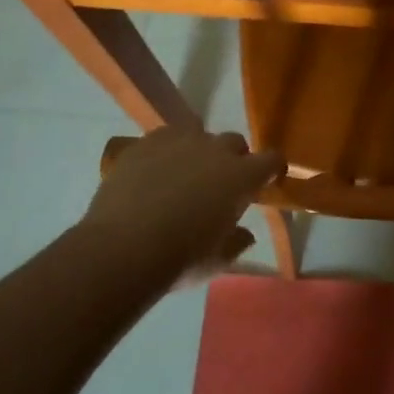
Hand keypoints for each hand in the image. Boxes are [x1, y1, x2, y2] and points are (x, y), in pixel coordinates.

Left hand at [81, 127, 284, 287]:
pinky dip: (165, 151)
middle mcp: (215, 150)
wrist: (122, 248)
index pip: (271, 160)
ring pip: (198, 133)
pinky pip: (163, 138)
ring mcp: (178, 141)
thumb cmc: (180, 258)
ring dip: (198, 149)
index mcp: (241, 177)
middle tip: (220, 184)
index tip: (267, 180)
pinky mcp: (145, 143)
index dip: (271, 169)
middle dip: (233, 159)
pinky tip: (153, 171)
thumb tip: (245, 234)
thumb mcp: (218, 261)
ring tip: (184, 173)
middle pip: (234, 142)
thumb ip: (237, 242)